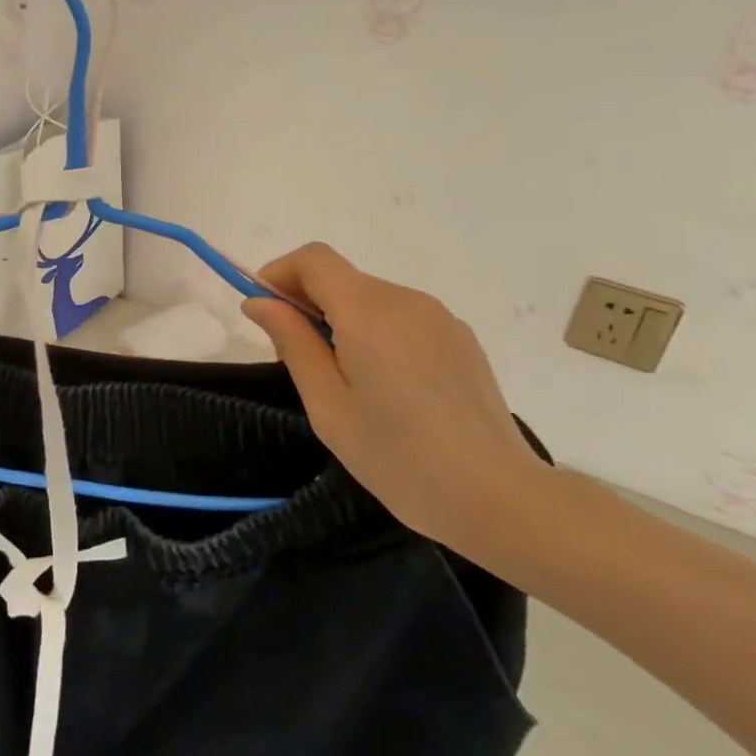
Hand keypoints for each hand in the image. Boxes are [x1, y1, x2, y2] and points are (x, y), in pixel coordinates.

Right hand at [241, 243, 547, 556]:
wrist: (496, 497)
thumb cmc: (397, 457)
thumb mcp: (327, 405)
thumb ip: (292, 343)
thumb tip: (259, 302)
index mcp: (369, 312)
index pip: (314, 259)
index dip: (280, 274)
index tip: (265, 312)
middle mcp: (406, 300)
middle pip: (342, 277)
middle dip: (307, 302)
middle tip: (297, 358)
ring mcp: (440, 318)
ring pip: (371, 297)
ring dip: (342, 319)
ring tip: (344, 379)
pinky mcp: (460, 338)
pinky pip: (402, 317)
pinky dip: (376, 332)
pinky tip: (386, 386)